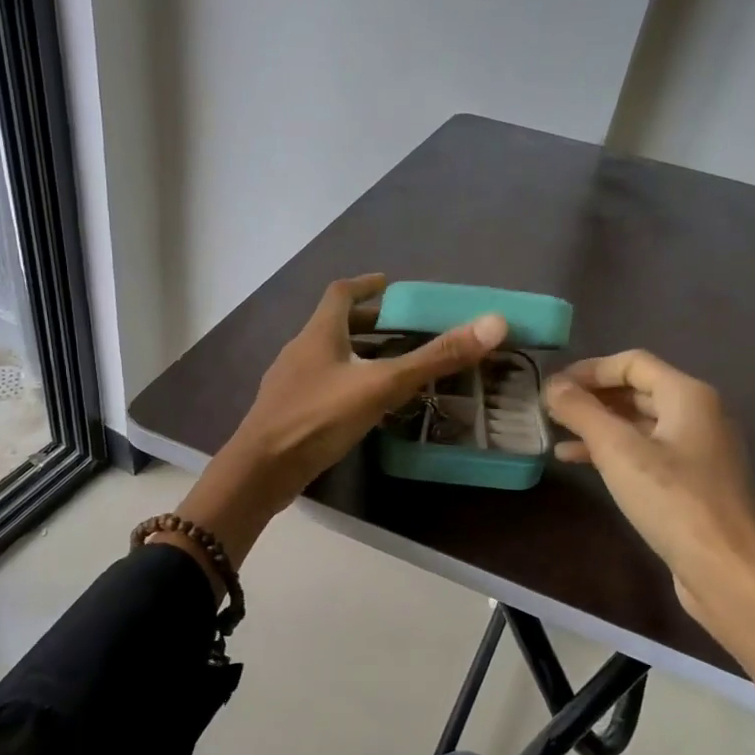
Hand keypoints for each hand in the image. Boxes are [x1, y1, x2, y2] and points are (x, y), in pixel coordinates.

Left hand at [166, 276, 506, 577]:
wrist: (262, 470)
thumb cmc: (319, 418)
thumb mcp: (382, 385)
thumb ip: (434, 358)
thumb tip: (492, 324)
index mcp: (318, 334)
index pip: (340, 293)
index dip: (365, 285)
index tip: (389, 284)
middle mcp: (299, 350)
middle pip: (333, 325)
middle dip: (366, 323)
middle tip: (400, 330)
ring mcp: (289, 382)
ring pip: (326, 357)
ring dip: (355, 355)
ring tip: (387, 367)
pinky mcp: (287, 411)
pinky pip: (320, 385)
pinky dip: (344, 383)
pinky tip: (360, 406)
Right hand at [543, 351, 754, 666]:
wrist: (728, 570)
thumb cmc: (674, 501)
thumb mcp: (618, 451)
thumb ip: (582, 412)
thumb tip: (552, 385)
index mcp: (688, 396)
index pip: (632, 363)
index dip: (589, 369)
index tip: (551, 385)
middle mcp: (698, 414)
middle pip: (636, 391)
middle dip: (591, 396)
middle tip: (548, 408)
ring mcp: (697, 450)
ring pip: (638, 423)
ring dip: (597, 425)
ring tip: (555, 433)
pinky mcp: (691, 482)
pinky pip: (645, 452)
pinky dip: (612, 451)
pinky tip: (578, 462)